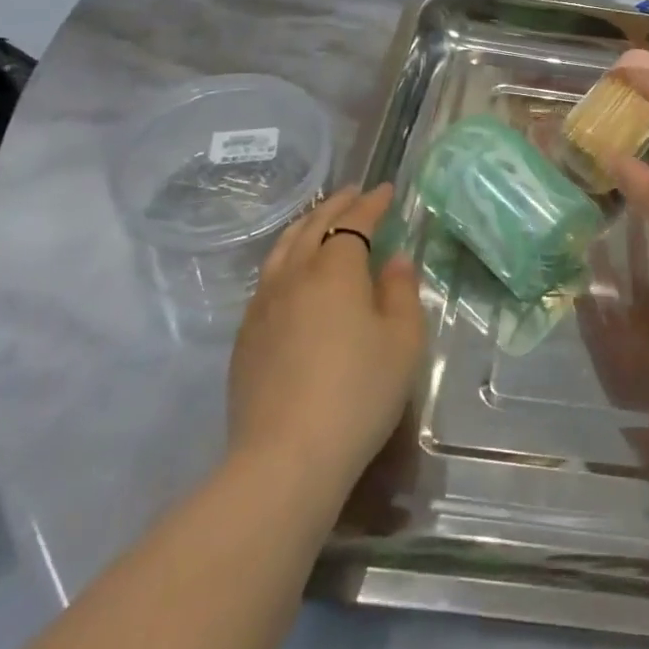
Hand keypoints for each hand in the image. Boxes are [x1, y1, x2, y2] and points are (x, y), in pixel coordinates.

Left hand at [225, 184, 424, 492]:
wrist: (286, 457)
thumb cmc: (358, 392)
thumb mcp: (402, 341)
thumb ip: (401, 293)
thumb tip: (395, 261)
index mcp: (334, 270)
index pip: (354, 222)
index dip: (371, 203)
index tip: (386, 190)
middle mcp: (294, 276)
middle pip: (313, 226)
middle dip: (336, 206)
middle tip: (354, 193)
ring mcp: (263, 306)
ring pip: (283, 249)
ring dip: (306, 226)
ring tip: (320, 220)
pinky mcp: (246, 337)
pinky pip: (267, 278)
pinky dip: (286, 257)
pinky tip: (292, 272)